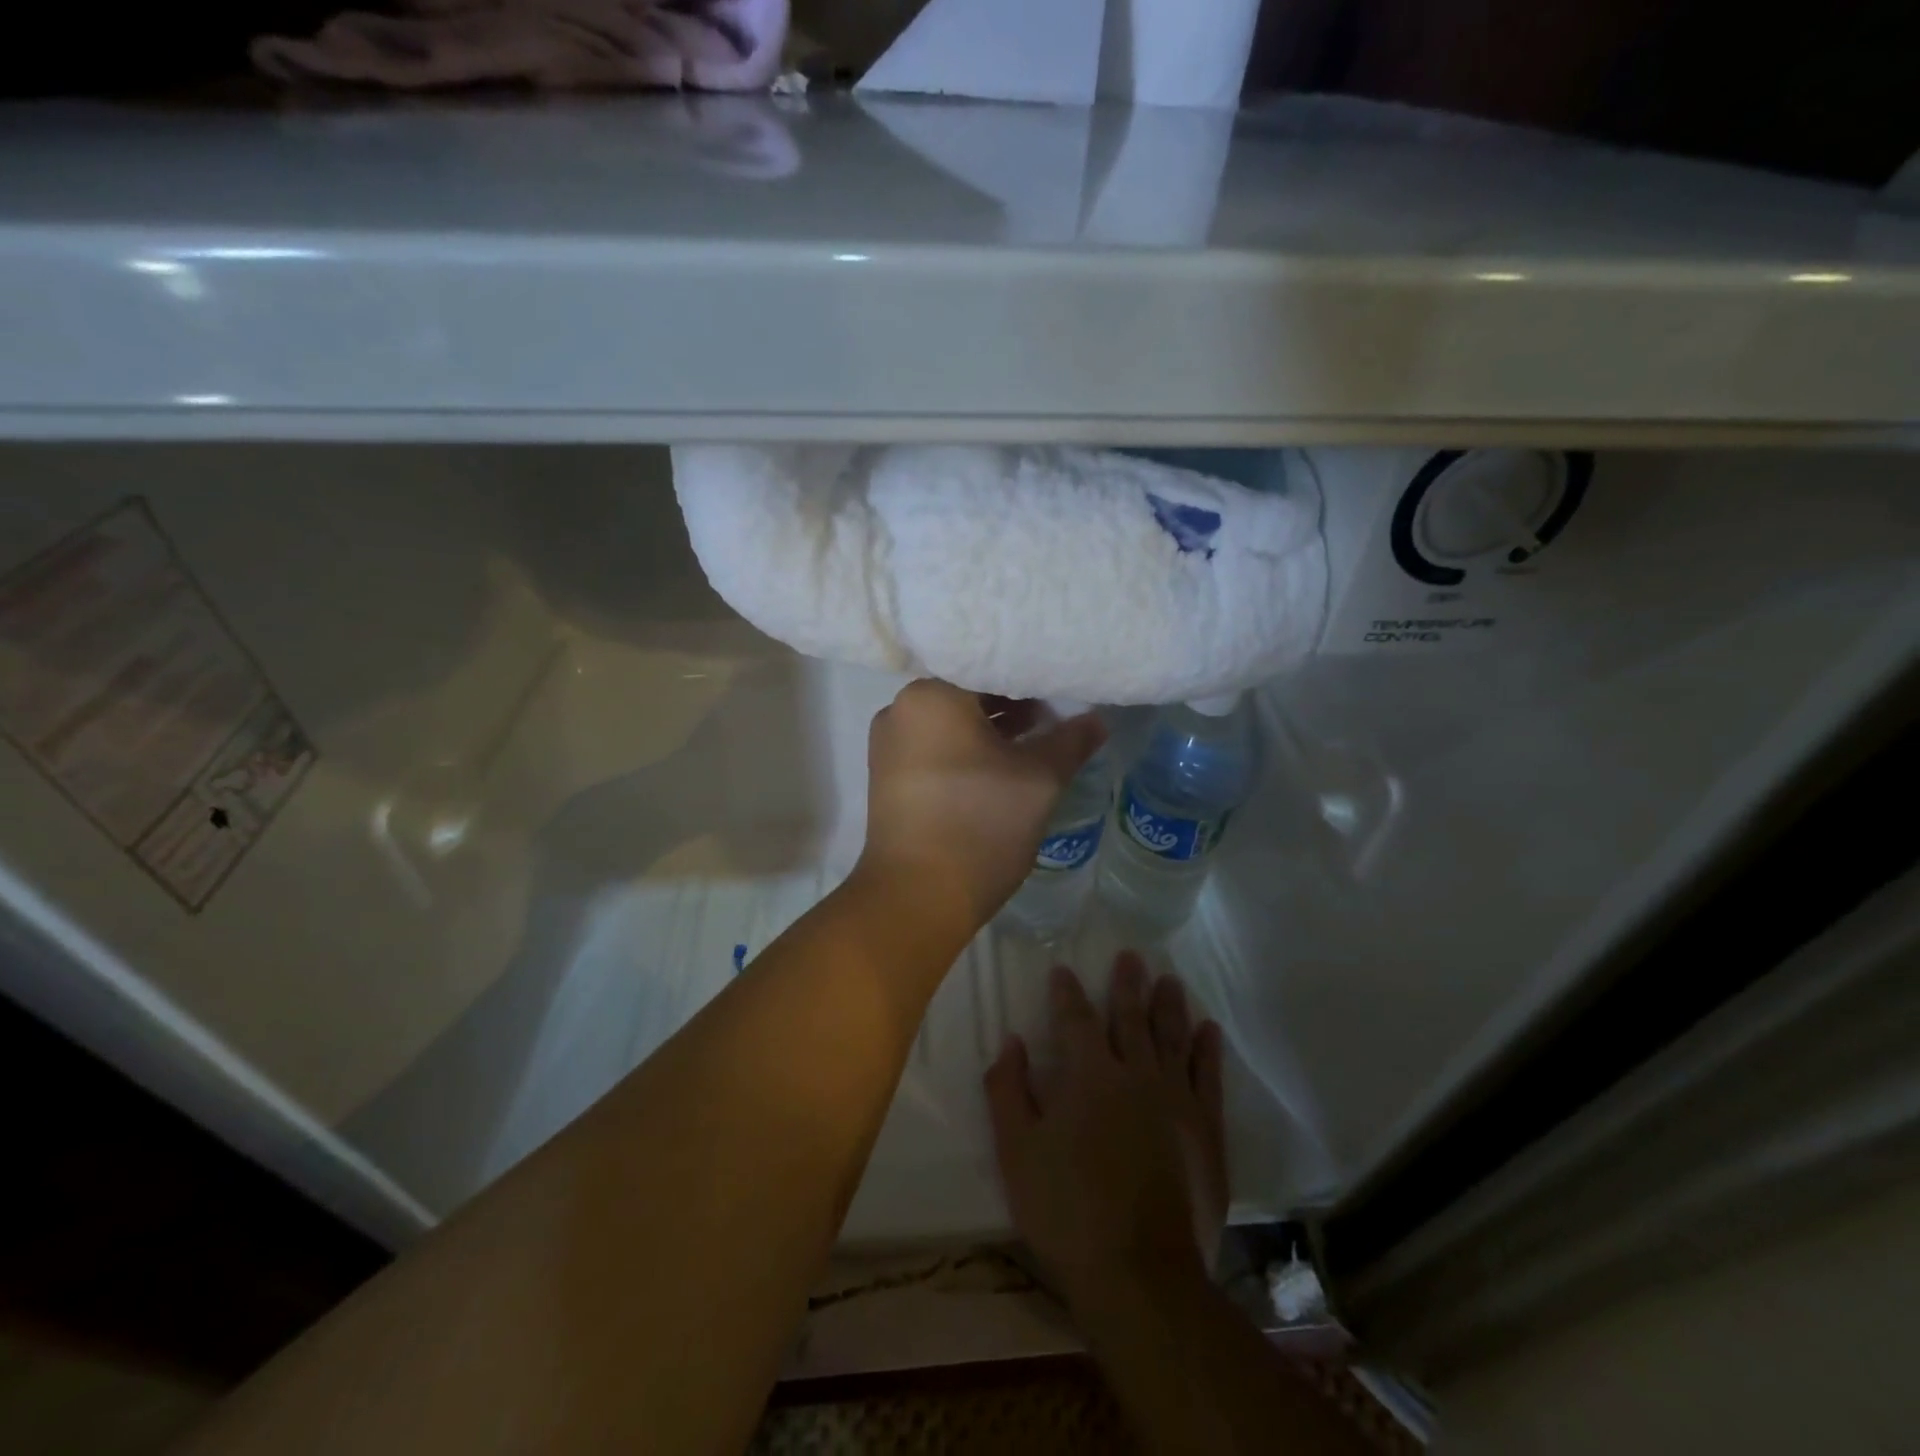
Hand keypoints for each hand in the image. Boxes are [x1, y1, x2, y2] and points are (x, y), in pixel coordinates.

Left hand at [856, 679, 1104, 935]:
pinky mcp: (889, 776)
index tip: (1063, 684)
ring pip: (952, 721)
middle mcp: (901, 709)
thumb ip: (1070, 741)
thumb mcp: (1039, 780)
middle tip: (1057, 712)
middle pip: (968, 691)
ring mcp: (890, 744)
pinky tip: (1004, 764)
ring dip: (993, 727)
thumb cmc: (980, 824)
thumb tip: (1097, 720)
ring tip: (1038, 738)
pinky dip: (968, 749)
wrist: (917, 896)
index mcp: (932, 695)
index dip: (1032, 675)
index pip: (990, 666)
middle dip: (1014, 702)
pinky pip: (936, 746)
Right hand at [985, 955, 1227, 1310]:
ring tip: (1170, 980)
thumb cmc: (1067, 1210)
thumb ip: (1009, 1091)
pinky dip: (1208, 1051)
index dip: (1067, 993)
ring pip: (1173, 1038)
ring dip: (1169, 1006)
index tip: (1063, 971)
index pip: (1076, 1019)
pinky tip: (1209, 1030)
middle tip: (1132, 956)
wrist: (1140, 1275)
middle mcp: (1136, 1074)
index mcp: (1089, 1075)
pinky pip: (1209, 1077)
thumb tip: (1011, 1041)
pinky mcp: (1206, 1130)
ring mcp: (1176, 1100)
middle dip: (1127, 984)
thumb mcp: (1017, 1152)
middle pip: (1131, 1017)